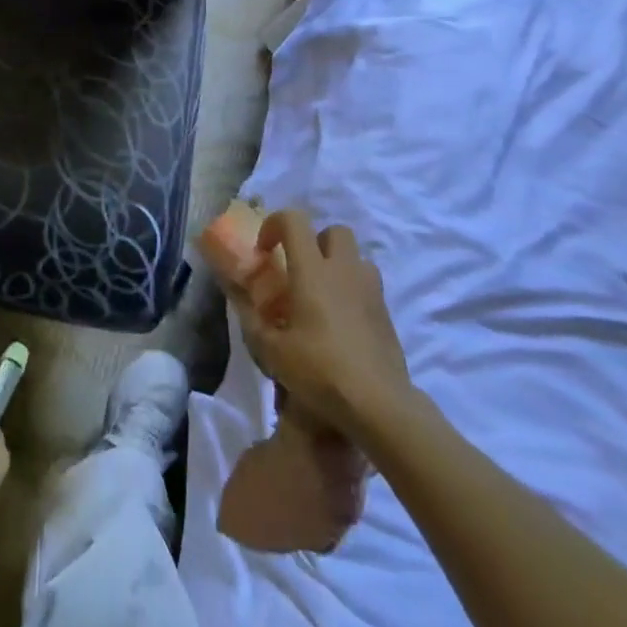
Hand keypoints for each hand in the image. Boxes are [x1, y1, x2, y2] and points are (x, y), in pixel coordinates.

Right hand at [237, 211, 412, 444]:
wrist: (379, 405)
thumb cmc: (319, 370)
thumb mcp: (271, 349)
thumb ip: (251, 318)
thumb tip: (238, 297)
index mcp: (313, 270)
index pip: (294, 220)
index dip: (274, 225)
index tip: (264, 250)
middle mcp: (344, 271)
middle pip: (334, 231)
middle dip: (315, 241)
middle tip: (299, 269)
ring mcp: (371, 291)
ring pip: (356, 258)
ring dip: (338, 265)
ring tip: (323, 294)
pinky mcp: (387, 314)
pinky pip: (368, 286)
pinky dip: (353, 292)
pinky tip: (342, 323)